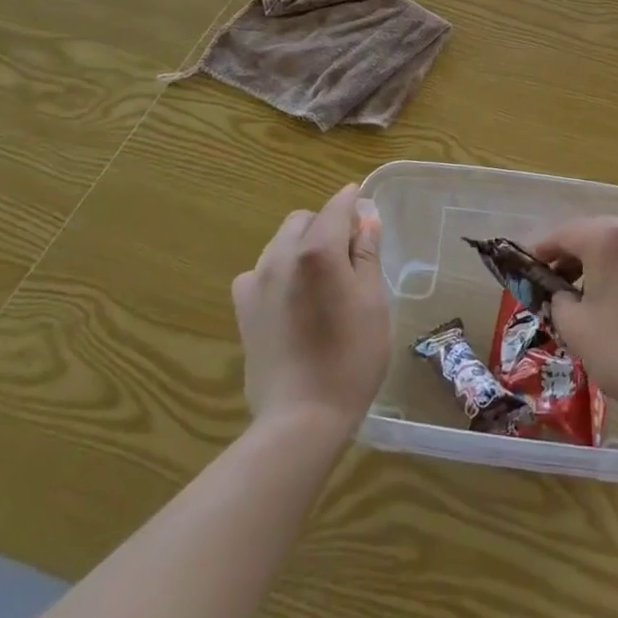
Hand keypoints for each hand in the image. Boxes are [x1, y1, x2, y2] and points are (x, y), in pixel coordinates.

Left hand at [232, 184, 389, 432]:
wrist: (302, 416)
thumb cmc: (352, 356)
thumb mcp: (374, 301)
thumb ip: (367, 254)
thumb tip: (366, 218)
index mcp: (318, 251)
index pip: (336, 207)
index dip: (352, 201)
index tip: (366, 207)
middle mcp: (281, 257)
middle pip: (304, 220)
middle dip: (327, 224)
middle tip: (351, 252)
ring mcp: (257, 283)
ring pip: (279, 242)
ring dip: (302, 245)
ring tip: (322, 276)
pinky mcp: (243, 309)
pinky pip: (260, 271)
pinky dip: (278, 271)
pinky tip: (292, 296)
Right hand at [530, 217, 617, 421]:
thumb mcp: (576, 328)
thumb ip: (558, 300)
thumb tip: (561, 293)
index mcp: (609, 238)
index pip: (564, 234)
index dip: (540, 251)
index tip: (525, 270)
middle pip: (594, 233)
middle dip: (570, 255)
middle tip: (552, 282)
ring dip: (597, 262)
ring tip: (582, 294)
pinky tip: (617, 300)